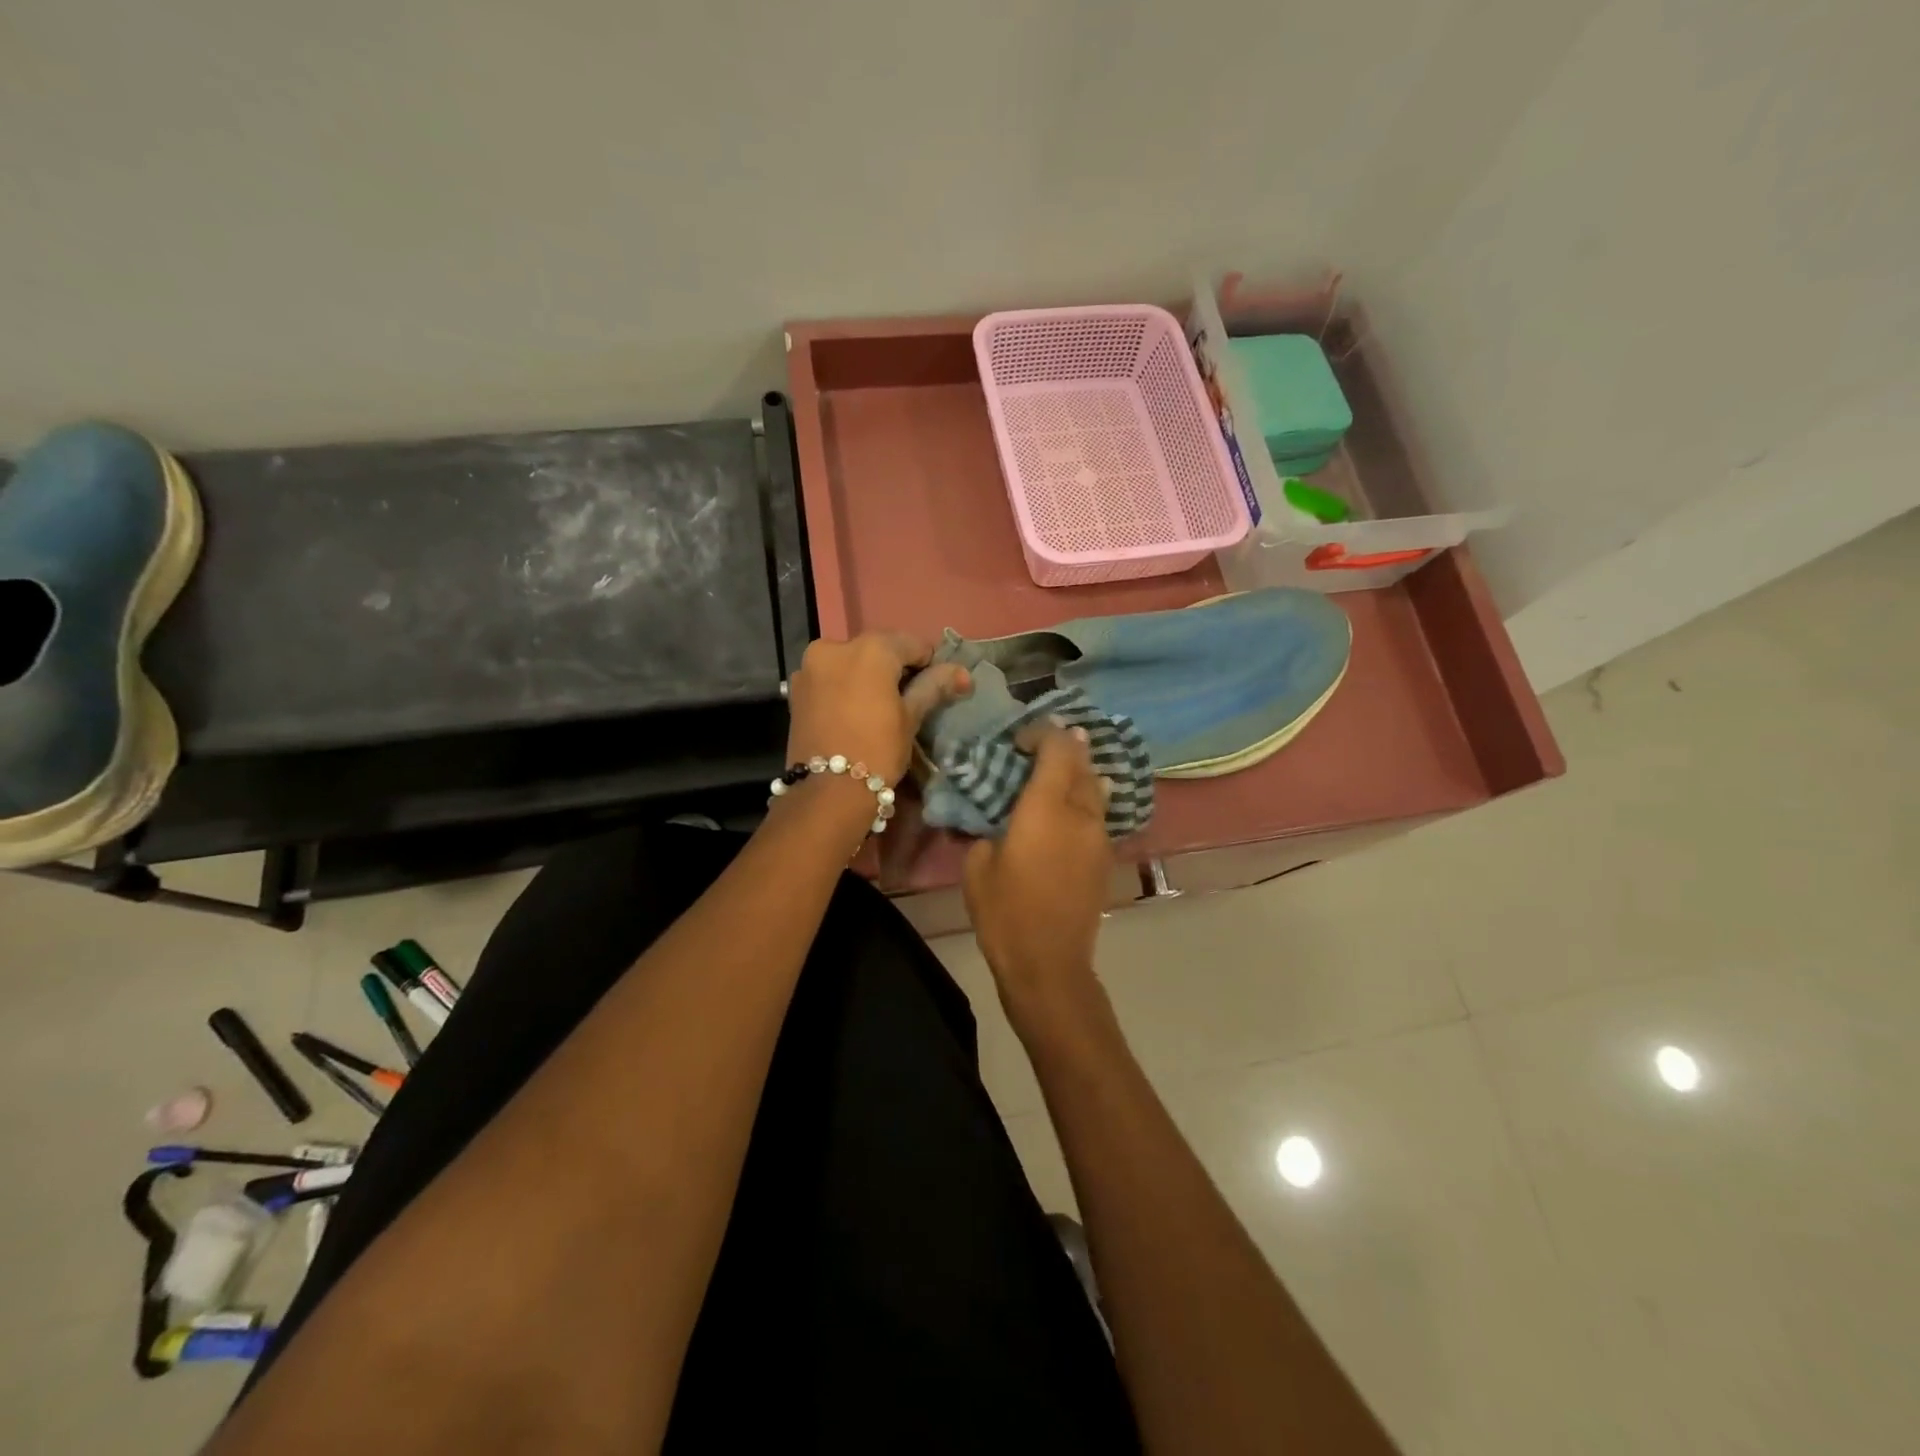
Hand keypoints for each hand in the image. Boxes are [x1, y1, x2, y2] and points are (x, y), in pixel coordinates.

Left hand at [785, 632, 970, 785]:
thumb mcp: (911, 717)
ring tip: (878, 708)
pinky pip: (830, 677)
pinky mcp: (796, 688)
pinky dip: (845, 686)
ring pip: (850, 662)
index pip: (911, 644)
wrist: (827, 792)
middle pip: (877, 649)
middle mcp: (835, 646)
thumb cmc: (878, 750)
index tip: (933, 688)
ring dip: (867, 675)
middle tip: (906, 700)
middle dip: (894, 668)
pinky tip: (854, 712)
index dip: (927, 664)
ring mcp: (810, 666)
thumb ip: (933, 686)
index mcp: (870, 648)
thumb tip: (962, 673)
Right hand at [963, 724, 1113, 1033]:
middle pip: (1082, 763)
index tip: (1019, 739)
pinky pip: (1099, 813)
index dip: (1041, 733)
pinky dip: (1085, 799)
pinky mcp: (1105, 857)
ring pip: (1096, 787)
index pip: (1057, 748)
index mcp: (1047, 808)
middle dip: (1064, 746)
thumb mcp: (978, 866)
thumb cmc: (1005, 913)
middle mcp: (1081, 813)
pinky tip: (1071, 806)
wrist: (1049, 963)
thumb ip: (989, 830)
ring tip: (1058, 771)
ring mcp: (1099, 835)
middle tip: (1039, 747)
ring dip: (1079, 772)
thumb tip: (999, 822)